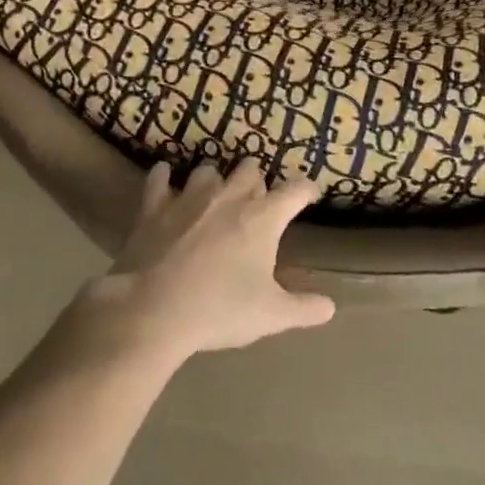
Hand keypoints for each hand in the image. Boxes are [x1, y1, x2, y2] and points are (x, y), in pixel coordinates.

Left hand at [74, 160, 335, 365]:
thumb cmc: (219, 310)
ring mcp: (190, 197)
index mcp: (262, 218)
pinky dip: (164, 177)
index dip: (306, 190)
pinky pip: (159, 178)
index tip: (309, 195)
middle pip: (250, 169)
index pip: (296, 190)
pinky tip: (164, 180)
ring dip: (214, 180)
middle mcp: (229, 196)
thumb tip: (330, 307)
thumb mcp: (270, 316)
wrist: (153, 310)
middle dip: (256, 180)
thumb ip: (303, 308)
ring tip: (214, 196)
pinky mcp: (155, 206)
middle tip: (256, 201)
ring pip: (208, 170)